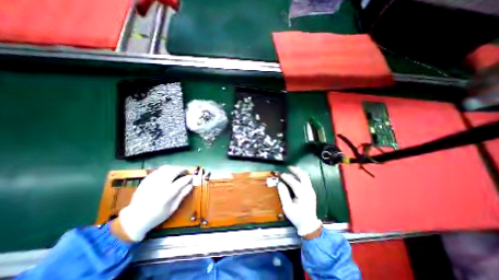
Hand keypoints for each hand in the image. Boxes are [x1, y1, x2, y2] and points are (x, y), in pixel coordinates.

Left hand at [119, 165, 193, 241]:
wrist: (134, 219)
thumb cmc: (157, 216)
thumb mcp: (172, 208)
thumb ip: (182, 195)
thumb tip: (191, 185)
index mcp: (167, 194)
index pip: (181, 181)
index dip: (189, 178)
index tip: (192, 177)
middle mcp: (159, 185)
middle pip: (174, 171)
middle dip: (183, 169)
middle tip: (186, 172)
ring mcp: (151, 181)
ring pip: (166, 168)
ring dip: (174, 168)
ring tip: (178, 172)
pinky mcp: (146, 180)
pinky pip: (158, 170)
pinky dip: (166, 170)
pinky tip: (168, 174)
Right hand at [275, 167, 321, 237]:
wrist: (309, 225)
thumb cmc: (297, 217)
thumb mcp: (287, 207)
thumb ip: (283, 194)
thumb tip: (280, 184)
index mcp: (303, 195)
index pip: (295, 183)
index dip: (287, 178)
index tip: (281, 175)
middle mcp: (309, 191)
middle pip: (304, 176)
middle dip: (296, 170)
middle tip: (288, 167)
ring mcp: (311, 191)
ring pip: (306, 177)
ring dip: (298, 172)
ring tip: (291, 169)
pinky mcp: (311, 192)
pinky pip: (306, 180)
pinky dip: (300, 176)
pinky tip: (295, 176)